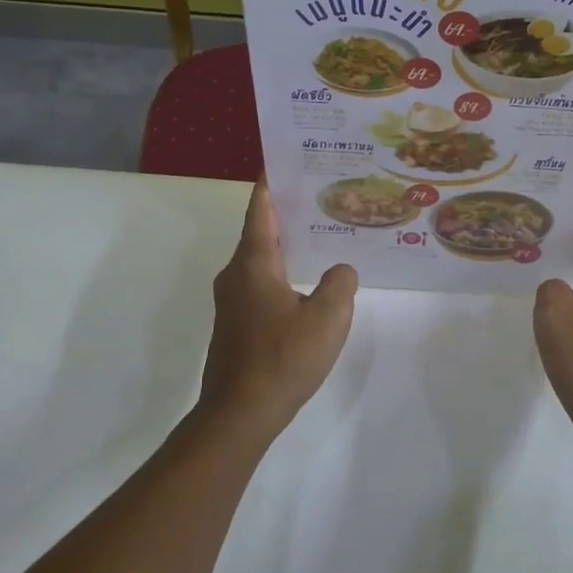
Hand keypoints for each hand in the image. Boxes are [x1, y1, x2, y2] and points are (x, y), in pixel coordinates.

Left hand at [197, 181, 357, 439]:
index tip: (286, 159)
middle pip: (261, 231)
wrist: (240, 414)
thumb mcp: (328, 317)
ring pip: (261, 260)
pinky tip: (309, 283)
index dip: (272, 182)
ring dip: (288, 244)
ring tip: (323, 235)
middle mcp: (236, 274)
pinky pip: (261, 283)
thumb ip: (340, 283)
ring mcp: (232, 301)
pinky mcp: (236, 323)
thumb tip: (340, 270)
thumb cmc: (283, 358)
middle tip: (324, 195)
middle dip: (289, 211)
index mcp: (254, 263)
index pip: (262, 208)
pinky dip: (283, 272)